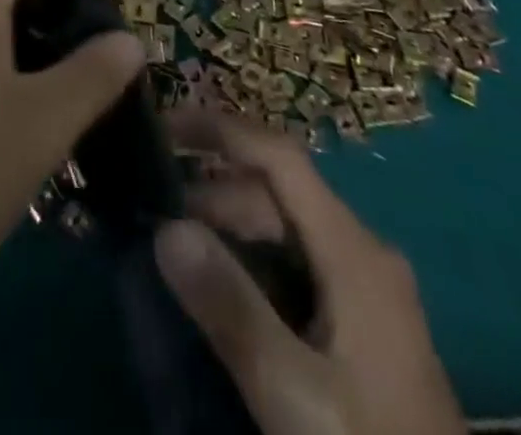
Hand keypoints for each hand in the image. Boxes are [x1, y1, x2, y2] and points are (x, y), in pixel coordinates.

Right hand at [154, 108, 464, 434]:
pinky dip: (251, 263)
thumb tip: (166, 227)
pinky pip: (295, 267)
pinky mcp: (362, 327)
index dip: (220, 130)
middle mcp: (363, 254)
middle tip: (155, 219)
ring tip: (178, 256)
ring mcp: (366, 291)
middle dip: (213, 194)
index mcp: (354, 251)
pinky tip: (222, 293)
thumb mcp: (294, 393)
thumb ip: (231, 307)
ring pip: (285, 231)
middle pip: (277, 195)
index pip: (279, 157)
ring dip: (229, 231)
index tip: (161, 128)